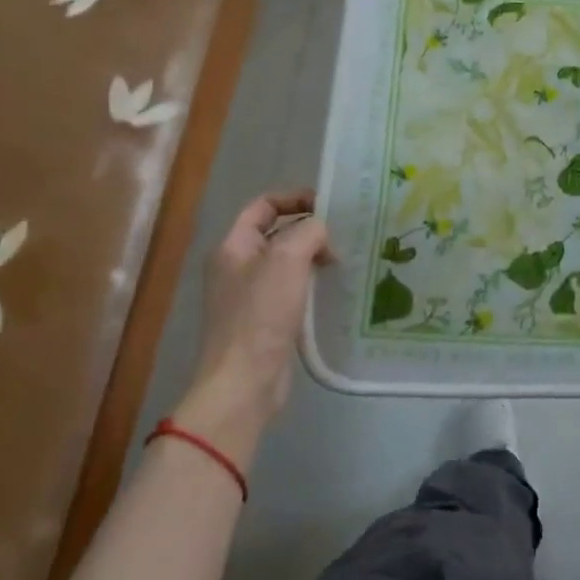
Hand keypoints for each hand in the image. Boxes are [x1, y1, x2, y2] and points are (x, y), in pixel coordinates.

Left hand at [174, 190, 330, 464]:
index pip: (263, 204)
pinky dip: (313, 282)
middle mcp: (238, 266)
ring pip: (288, 261)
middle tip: (345, 233)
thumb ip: (309, 231)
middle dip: (310, 228)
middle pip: (277, 232)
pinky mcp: (266, 320)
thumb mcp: (287, 258)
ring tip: (345, 259)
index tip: (329, 205)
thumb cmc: (261, 314)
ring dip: (314, 256)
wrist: (244, 382)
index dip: (295, 197)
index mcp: (233, 246)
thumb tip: (322, 235)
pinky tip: (335, 287)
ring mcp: (250, 295)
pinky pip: (293, 288)